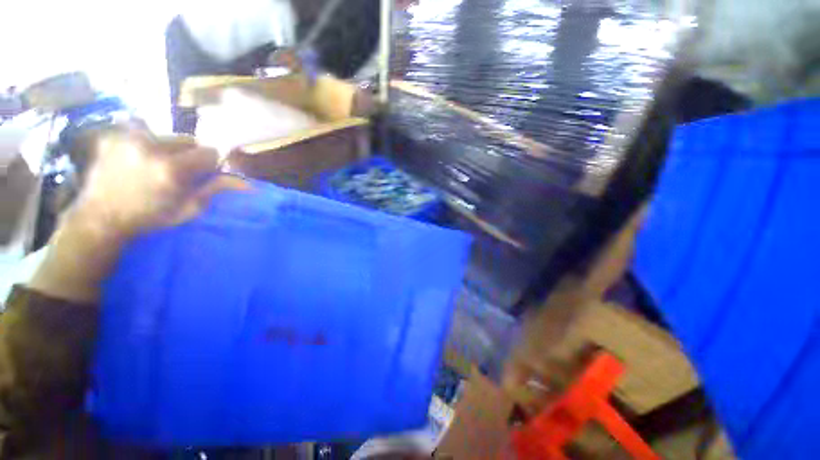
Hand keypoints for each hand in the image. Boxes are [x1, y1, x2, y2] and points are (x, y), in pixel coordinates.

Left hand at [29, 130, 247, 302]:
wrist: (99, 219)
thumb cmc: (149, 218)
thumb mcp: (188, 209)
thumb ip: (215, 189)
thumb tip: (248, 184)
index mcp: (171, 168)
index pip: (209, 152)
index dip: (208, 164)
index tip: (199, 176)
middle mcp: (149, 147)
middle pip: (188, 140)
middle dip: (188, 155)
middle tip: (176, 173)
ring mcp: (127, 138)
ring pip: (166, 135)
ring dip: (167, 149)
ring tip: (153, 167)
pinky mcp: (112, 136)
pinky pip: (142, 133)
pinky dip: (145, 145)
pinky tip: (135, 160)